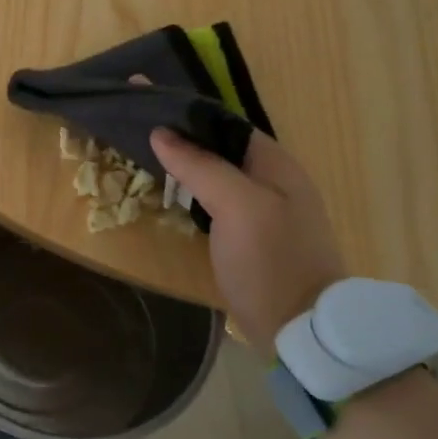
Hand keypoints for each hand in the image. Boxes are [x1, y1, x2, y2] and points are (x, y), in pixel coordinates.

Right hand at [151, 128, 347, 346]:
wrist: (300, 330)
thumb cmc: (271, 261)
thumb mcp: (237, 206)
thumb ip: (201, 166)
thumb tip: (161, 133)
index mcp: (277, 165)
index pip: (227, 124)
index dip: (189, 114)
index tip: (147, 108)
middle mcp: (274, 181)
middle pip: (222, 149)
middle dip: (183, 140)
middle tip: (138, 136)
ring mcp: (265, 212)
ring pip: (218, 176)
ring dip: (186, 167)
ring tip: (146, 160)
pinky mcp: (252, 239)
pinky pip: (218, 203)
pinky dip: (193, 194)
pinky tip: (171, 198)